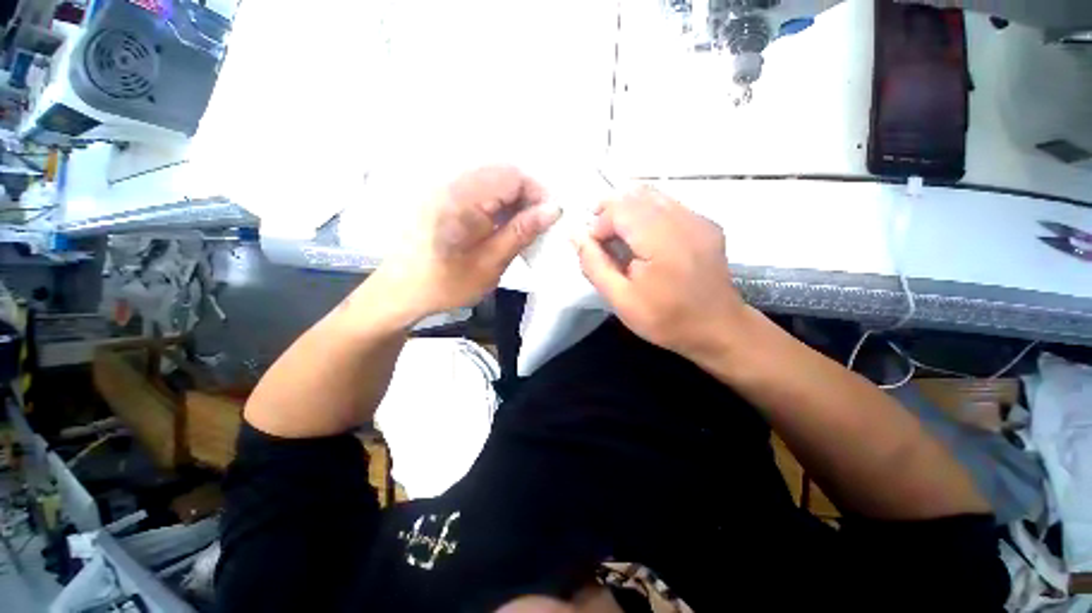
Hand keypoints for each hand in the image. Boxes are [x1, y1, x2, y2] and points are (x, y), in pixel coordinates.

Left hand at [372, 166, 559, 323]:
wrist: (401, 292)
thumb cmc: (446, 283)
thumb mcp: (490, 263)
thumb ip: (521, 232)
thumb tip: (553, 210)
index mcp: (464, 198)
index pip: (513, 176)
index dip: (538, 193)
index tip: (550, 218)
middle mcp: (453, 184)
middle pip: (502, 174)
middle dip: (527, 196)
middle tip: (538, 226)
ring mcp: (445, 189)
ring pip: (492, 181)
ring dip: (513, 201)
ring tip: (521, 228)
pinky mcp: (442, 198)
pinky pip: (479, 191)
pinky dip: (497, 205)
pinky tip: (501, 226)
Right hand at [574, 186, 747, 358]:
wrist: (718, 329)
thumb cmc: (665, 319)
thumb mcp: (620, 300)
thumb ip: (594, 264)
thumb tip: (575, 233)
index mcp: (662, 241)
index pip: (620, 208)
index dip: (599, 223)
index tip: (596, 249)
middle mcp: (684, 220)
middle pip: (636, 194)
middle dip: (611, 212)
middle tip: (603, 240)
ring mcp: (699, 218)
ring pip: (653, 195)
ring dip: (628, 211)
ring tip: (621, 238)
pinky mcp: (706, 223)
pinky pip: (669, 204)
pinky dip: (647, 214)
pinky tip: (645, 240)